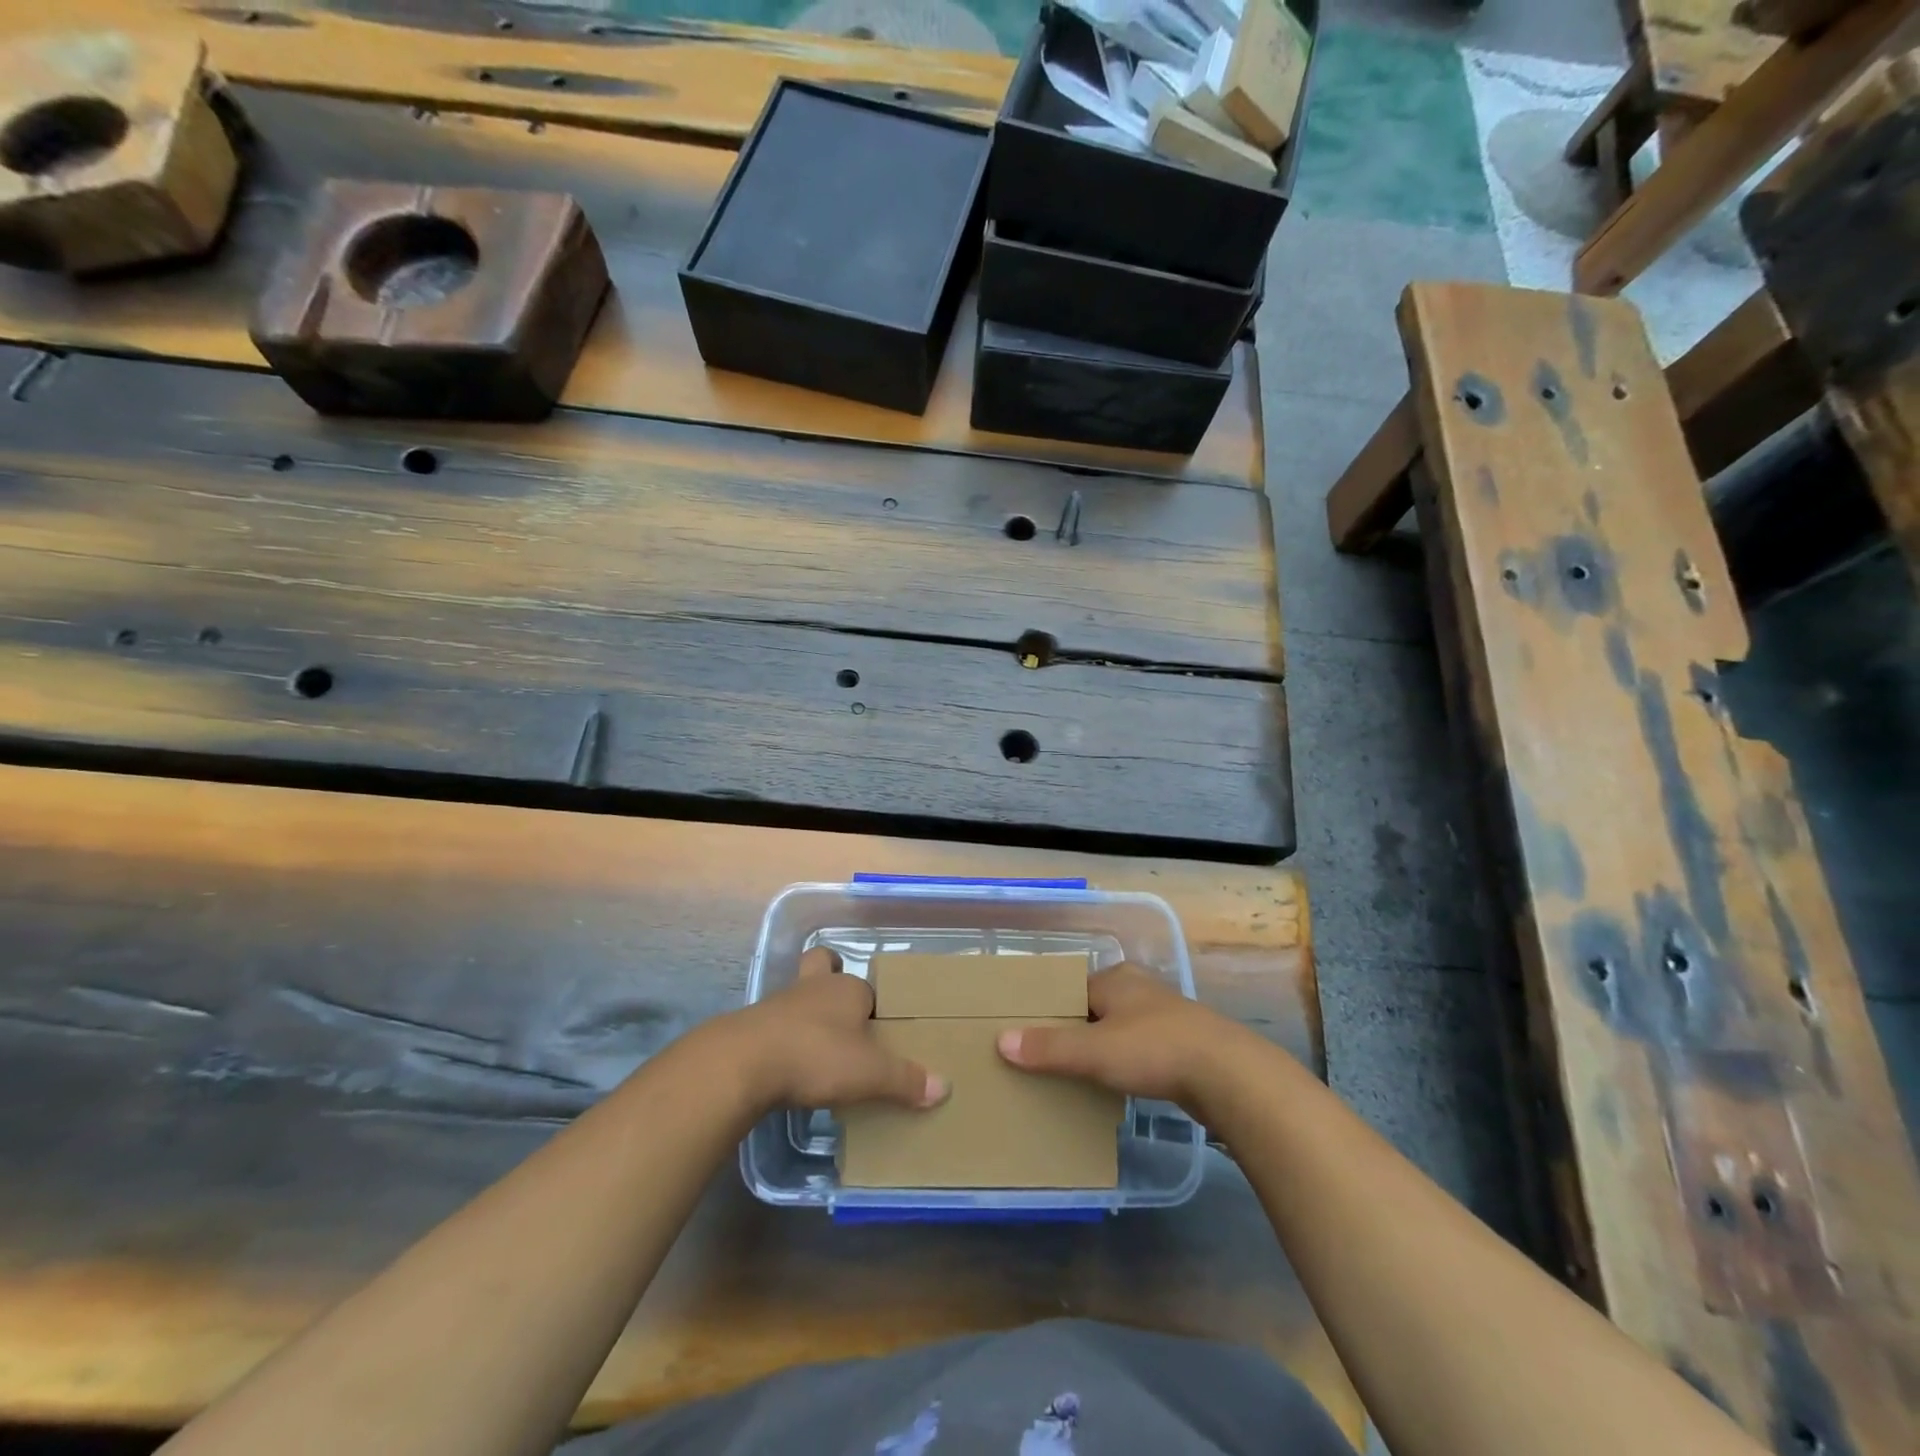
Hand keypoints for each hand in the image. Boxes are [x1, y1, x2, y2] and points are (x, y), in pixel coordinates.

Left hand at [730, 947, 949, 1114]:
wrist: (743, 1063)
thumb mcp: (869, 1073)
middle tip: (841, 1013)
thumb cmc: (815, 1056)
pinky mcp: (753, 1026)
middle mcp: (814, 987)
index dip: (872, 1007)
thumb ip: (905, 1080)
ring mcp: (779, 1003)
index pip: (867, 989)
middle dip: (830, 978)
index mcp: (846, 989)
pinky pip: (775, 1025)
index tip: (877, 1032)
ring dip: (806, 1014)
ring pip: (798, 995)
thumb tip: (944, 1086)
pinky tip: (789, 1066)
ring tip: (817, 1048)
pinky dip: (784, 1039)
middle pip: (822, 966)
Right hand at [996, 963, 1239, 1114]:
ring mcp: (1164, 1016)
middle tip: (1045, 1058)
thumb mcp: (1094, 1050)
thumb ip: (1049, 1047)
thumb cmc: (1155, 1049)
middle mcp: (1138, 989)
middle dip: (1073, 1031)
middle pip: (1093, 1008)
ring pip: (1118, 1029)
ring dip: (1101, 1049)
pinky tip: (1116, 1085)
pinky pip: (1140, 1049)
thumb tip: (1001, 1041)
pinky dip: (1125, 1063)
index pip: (1070, 989)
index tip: (1026, 1033)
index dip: (1048, 1010)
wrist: (1229, 1076)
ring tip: (1075, 1076)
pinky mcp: (1183, 1045)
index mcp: (1115, 978)